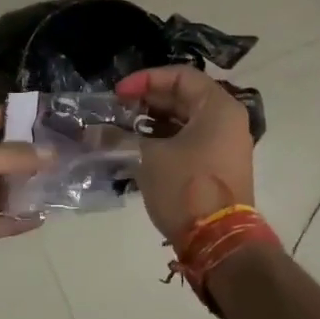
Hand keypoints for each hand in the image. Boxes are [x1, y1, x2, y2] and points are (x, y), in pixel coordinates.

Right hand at [116, 67, 254, 243]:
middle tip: (117, 110)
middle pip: (185, 96)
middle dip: (147, 100)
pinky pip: (190, 141)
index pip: (181, 76)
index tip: (118, 94)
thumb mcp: (148, 157)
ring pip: (185, 121)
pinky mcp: (219, 167)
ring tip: (123, 128)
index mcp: (218, 107)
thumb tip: (92, 132)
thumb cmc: (186, 188)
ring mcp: (226, 145)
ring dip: (153, 121)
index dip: (146, 79)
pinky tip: (138, 148)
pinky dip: (165, 139)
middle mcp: (227, 120)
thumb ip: (119, 137)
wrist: (220, 243)